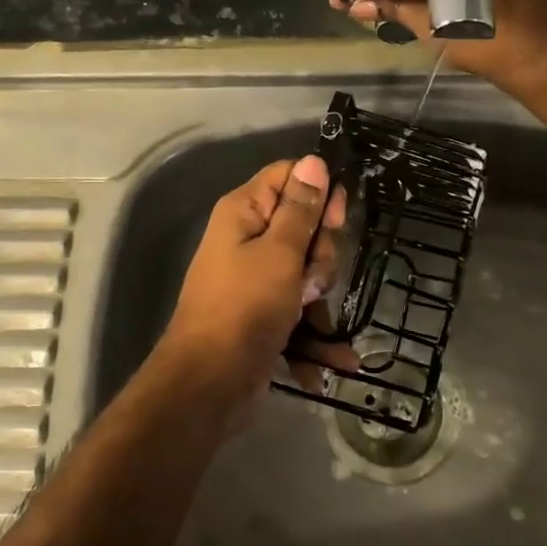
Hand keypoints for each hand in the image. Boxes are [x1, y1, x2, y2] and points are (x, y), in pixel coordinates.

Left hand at [155, 155, 353, 414]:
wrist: (209, 385)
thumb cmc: (245, 308)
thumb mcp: (280, 254)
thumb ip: (301, 209)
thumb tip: (315, 160)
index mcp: (244, 212)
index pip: (289, 176)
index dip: (318, 191)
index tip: (336, 220)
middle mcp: (247, 238)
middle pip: (304, 226)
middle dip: (320, 256)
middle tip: (310, 279)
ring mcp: (256, 278)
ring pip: (307, 270)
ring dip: (319, 297)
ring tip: (309, 319)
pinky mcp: (264, 313)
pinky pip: (300, 310)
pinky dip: (315, 335)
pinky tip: (337, 362)